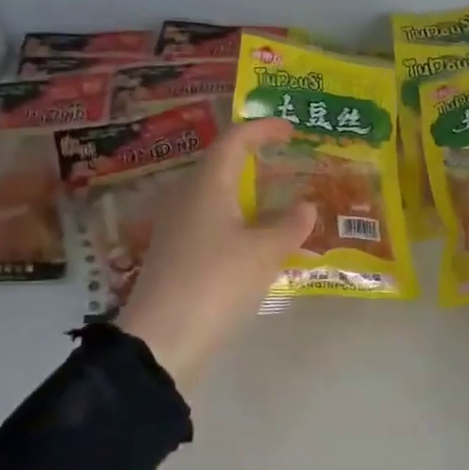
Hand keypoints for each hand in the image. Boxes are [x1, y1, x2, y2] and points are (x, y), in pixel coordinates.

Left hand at [117, 118, 315, 390]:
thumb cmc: (217, 282)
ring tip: (277, 203)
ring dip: (245, 194)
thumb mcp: (265, 252)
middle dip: (252, 159)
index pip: (234, 141)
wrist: (161, 341)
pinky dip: (236, 222)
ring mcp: (176, 229)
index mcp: (207, 186)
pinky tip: (255, 242)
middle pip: (220, 166)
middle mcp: (186, 199)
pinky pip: (210, 224)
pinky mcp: (174, 257)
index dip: (262, 129)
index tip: (289, 129)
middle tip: (284, 163)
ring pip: (214, 197)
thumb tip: (307, 206)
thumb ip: (290, 225)